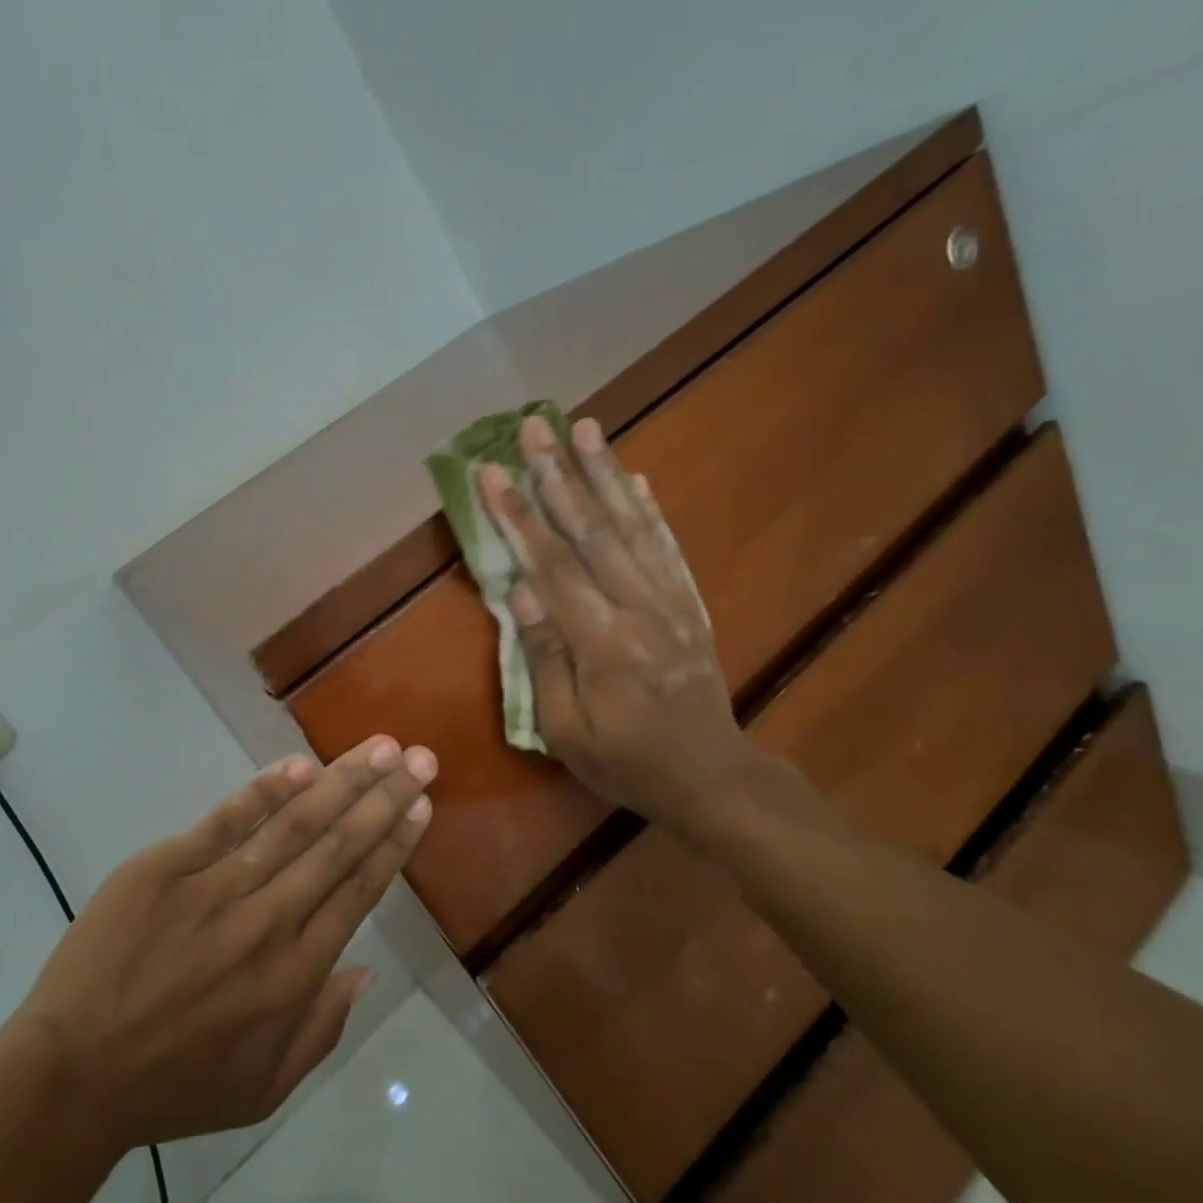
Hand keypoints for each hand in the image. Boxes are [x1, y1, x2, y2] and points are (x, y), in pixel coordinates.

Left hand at [12, 735, 435, 1152]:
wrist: (72, 1076)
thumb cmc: (174, 1086)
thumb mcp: (265, 1087)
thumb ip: (324, 1028)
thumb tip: (369, 968)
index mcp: (296, 974)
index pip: (359, 891)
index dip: (394, 843)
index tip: (420, 805)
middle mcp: (269, 923)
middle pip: (339, 847)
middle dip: (384, 797)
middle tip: (420, 758)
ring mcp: (216, 890)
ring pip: (294, 825)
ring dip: (341, 782)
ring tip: (379, 747)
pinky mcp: (166, 868)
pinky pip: (225, 820)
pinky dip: (265, 790)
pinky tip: (301, 764)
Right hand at [477, 414, 758, 837]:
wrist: (710, 776)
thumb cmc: (626, 762)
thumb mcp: (567, 731)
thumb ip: (545, 658)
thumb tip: (521, 594)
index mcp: (602, 642)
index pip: (552, 566)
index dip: (519, 516)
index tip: (492, 471)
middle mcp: (639, 607)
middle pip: (593, 530)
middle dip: (559, 473)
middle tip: (534, 425)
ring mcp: (670, 600)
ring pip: (632, 525)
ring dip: (605, 473)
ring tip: (584, 427)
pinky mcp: (688, 603)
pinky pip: (667, 546)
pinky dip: (648, 508)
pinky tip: (634, 478)